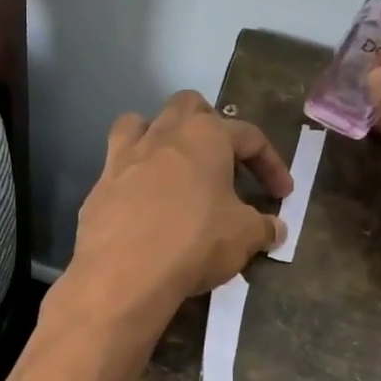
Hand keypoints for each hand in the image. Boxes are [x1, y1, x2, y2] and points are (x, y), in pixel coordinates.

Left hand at [61, 91, 291, 334]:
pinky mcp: (98, 186)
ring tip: (172, 166)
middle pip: (188, 107)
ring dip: (159, 136)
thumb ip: (263, 227)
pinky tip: (142, 205)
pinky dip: (132, 177)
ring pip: (140, 123)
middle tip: (221, 160)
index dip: (271, 164)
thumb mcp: (243, 237)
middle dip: (209, 125)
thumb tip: (275, 228)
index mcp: (205, 136)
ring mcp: (124, 157)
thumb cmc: (194, 243)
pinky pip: (116, 167)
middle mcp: (162, 135)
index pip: (249, 136)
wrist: (122, 273)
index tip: (282, 194)